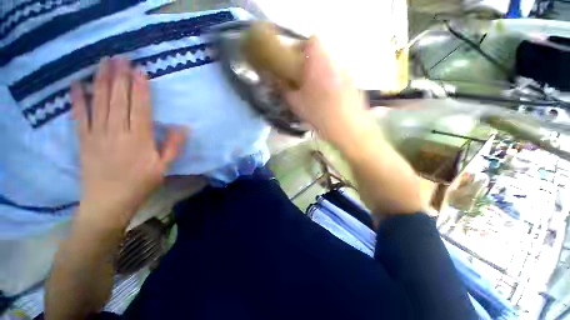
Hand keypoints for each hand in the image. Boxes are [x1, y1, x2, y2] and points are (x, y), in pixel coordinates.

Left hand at [70, 57, 184, 227]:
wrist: (108, 202)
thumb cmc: (140, 184)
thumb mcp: (164, 167)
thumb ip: (173, 146)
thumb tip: (183, 127)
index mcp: (139, 140)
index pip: (140, 108)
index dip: (140, 88)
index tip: (140, 70)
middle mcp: (117, 132)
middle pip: (118, 100)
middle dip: (120, 77)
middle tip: (121, 57)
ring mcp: (97, 135)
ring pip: (99, 102)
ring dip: (101, 80)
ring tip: (104, 62)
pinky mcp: (83, 140)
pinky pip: (79, 116)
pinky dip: (77, 99)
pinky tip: (76, 84)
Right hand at [284, 37, 366, 145]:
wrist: (346, 127)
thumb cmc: (318, 112)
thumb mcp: (296, 103)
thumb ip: (285, 89)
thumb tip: (279, 81)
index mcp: (319, 62)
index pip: (312, 40)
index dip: (302, 47)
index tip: (296, 60)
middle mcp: (334, 62)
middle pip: (322, 54)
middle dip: (311, 63)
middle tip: (304, 79)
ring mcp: (346, 73)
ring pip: (331, 67)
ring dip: (322, 74)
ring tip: (316, 91)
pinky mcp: (353, 83)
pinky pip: (339, 77)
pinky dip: (332, 83)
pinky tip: (329, 99)